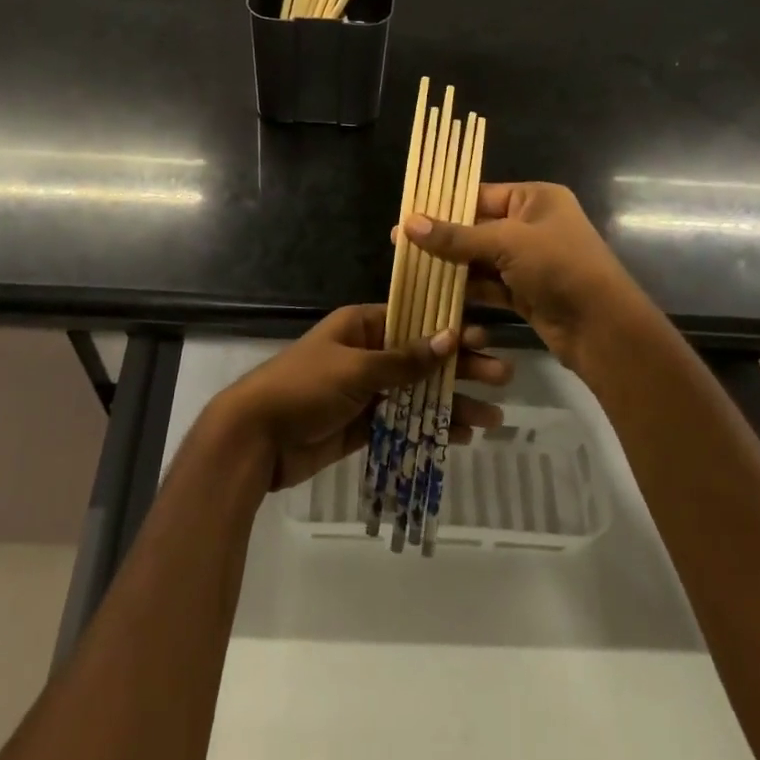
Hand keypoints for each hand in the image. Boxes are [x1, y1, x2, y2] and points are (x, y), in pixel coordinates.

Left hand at [215, 304, 510, 490]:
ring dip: (452, 404)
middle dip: (461, 369)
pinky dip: (430, 428)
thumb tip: (450, 337)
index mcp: (361, 326)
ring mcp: (366, 391)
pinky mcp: (363, 425)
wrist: (256, 438)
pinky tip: (461, 436)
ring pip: (418, 394)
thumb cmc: (304, 388)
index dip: (450, 330)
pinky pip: (404, 422)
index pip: (414, 321)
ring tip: (493, 417)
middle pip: (422, 358)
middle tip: (503, 377)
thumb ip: (404, 359)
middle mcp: (367, 354)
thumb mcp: (355, 368)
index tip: (485, 339)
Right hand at [402, 182, 643, 371]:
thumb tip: (407, 223)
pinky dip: (466, 290)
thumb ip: (456, 236)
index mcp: (535, 198)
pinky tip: (434, 293)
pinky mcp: (525, 292)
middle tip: (400, 244)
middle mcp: (532, 225)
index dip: (443, 205)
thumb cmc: (559, 267)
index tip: (407, 215)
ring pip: (480, 259)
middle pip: (477, 227)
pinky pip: (488, 285)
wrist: (603, 328)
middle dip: (442, 238)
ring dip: (450, 266)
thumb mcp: (506, 243)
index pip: (480, 194)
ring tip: (410, 269)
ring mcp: (529, 261)